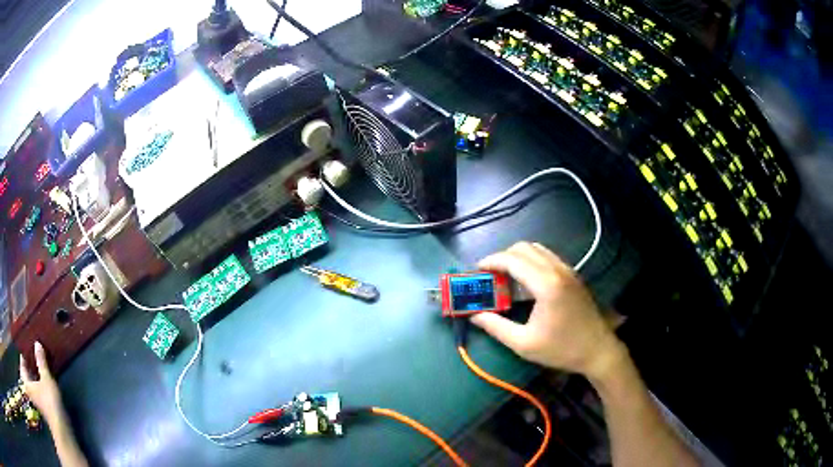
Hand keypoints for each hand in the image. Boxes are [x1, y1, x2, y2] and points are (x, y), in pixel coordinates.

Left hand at [20, 342, 64, 424]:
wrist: (61, 429)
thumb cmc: (49, 401)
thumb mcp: (46, 379)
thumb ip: (41, 363)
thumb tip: (37, 344)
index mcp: (26, 383)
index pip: (21, 369)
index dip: (21, 362)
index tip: (22, 356)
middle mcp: (30, 393)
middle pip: (25, 383)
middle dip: (24, 375)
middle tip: (25, 368)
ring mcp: (37, 405)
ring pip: (30, 392)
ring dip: (30, 385)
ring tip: (33, 377)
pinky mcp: (43, 413)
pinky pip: (36, 399)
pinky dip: (36, 395)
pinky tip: (40, 393)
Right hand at [470, 242, 625, 379]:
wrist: (598, 350)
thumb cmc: (561, 349)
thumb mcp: (524, 344)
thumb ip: (496, 327)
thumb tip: (474, 316)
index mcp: (545, 284)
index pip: (512, 260)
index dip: (491, 261)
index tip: (477, 271)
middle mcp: (557, 270)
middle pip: (524, 248)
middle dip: (502, 257)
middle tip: (490, 275)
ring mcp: (568, 270)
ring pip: (537, 249)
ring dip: (517, 257)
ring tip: (506, 277)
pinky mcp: (573, 275)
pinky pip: (548, 257)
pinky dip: (531, 261)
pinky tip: (526, 282)